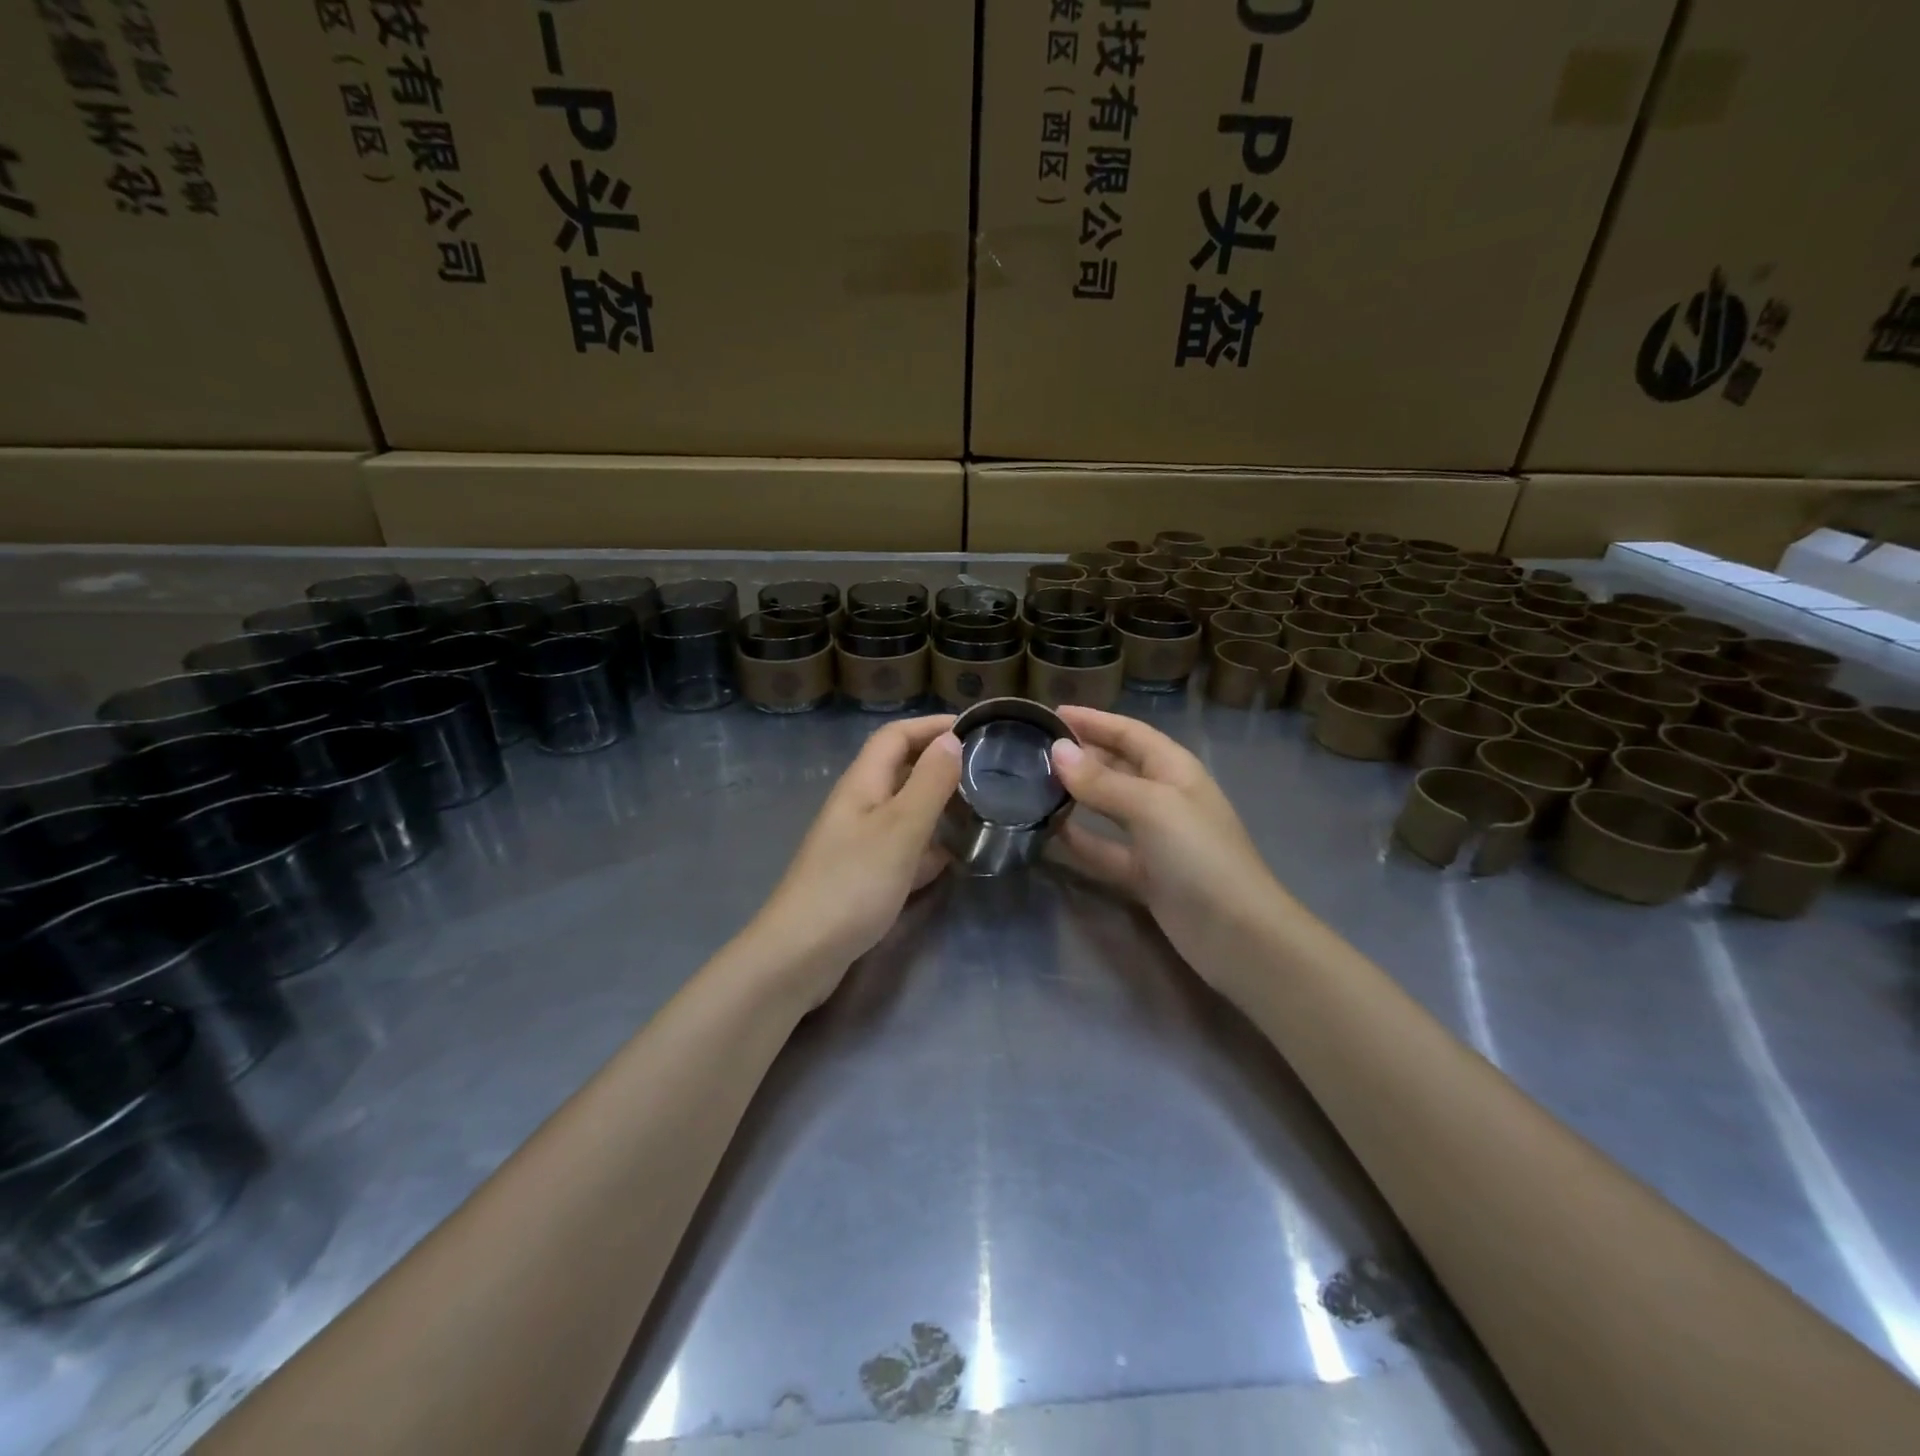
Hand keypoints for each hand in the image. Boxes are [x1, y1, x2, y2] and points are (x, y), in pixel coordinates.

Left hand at [748, 714, 961, 1004]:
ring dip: (938, 807)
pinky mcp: (864, 876)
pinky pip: (903, 849)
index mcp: (862, 784)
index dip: (931, 726)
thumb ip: (929, 784)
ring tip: (980, 811)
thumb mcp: (900, 829)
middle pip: (900, 771)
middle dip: (940, 765)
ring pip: (904, 812)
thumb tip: (950, 739)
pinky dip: (927, 848)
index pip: (895, 736)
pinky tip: (953, 859)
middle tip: (985, 772)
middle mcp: (859, 806)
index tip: (974, 728)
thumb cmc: (853, 884)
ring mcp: (859, 843)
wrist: (801, 954)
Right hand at [1049, 706, 1286, 983]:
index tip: (1052, 713)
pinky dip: (1080, 840)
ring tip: (1033, 785)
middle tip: (1034, 749)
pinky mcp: (1144, 874)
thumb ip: (1101, 781)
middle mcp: (1165, 797)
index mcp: (1175, 770)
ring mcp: (1155, 838)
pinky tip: (1050, 832)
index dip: (1094, 720)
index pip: (1129, 732)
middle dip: (1081, 754)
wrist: (1237, 933)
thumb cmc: (1199, 855)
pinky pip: (1104, 848)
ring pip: (1108, 806)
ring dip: (1077, 795)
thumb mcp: (1151, 807)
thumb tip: (1056, 751)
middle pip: (1117, 766)